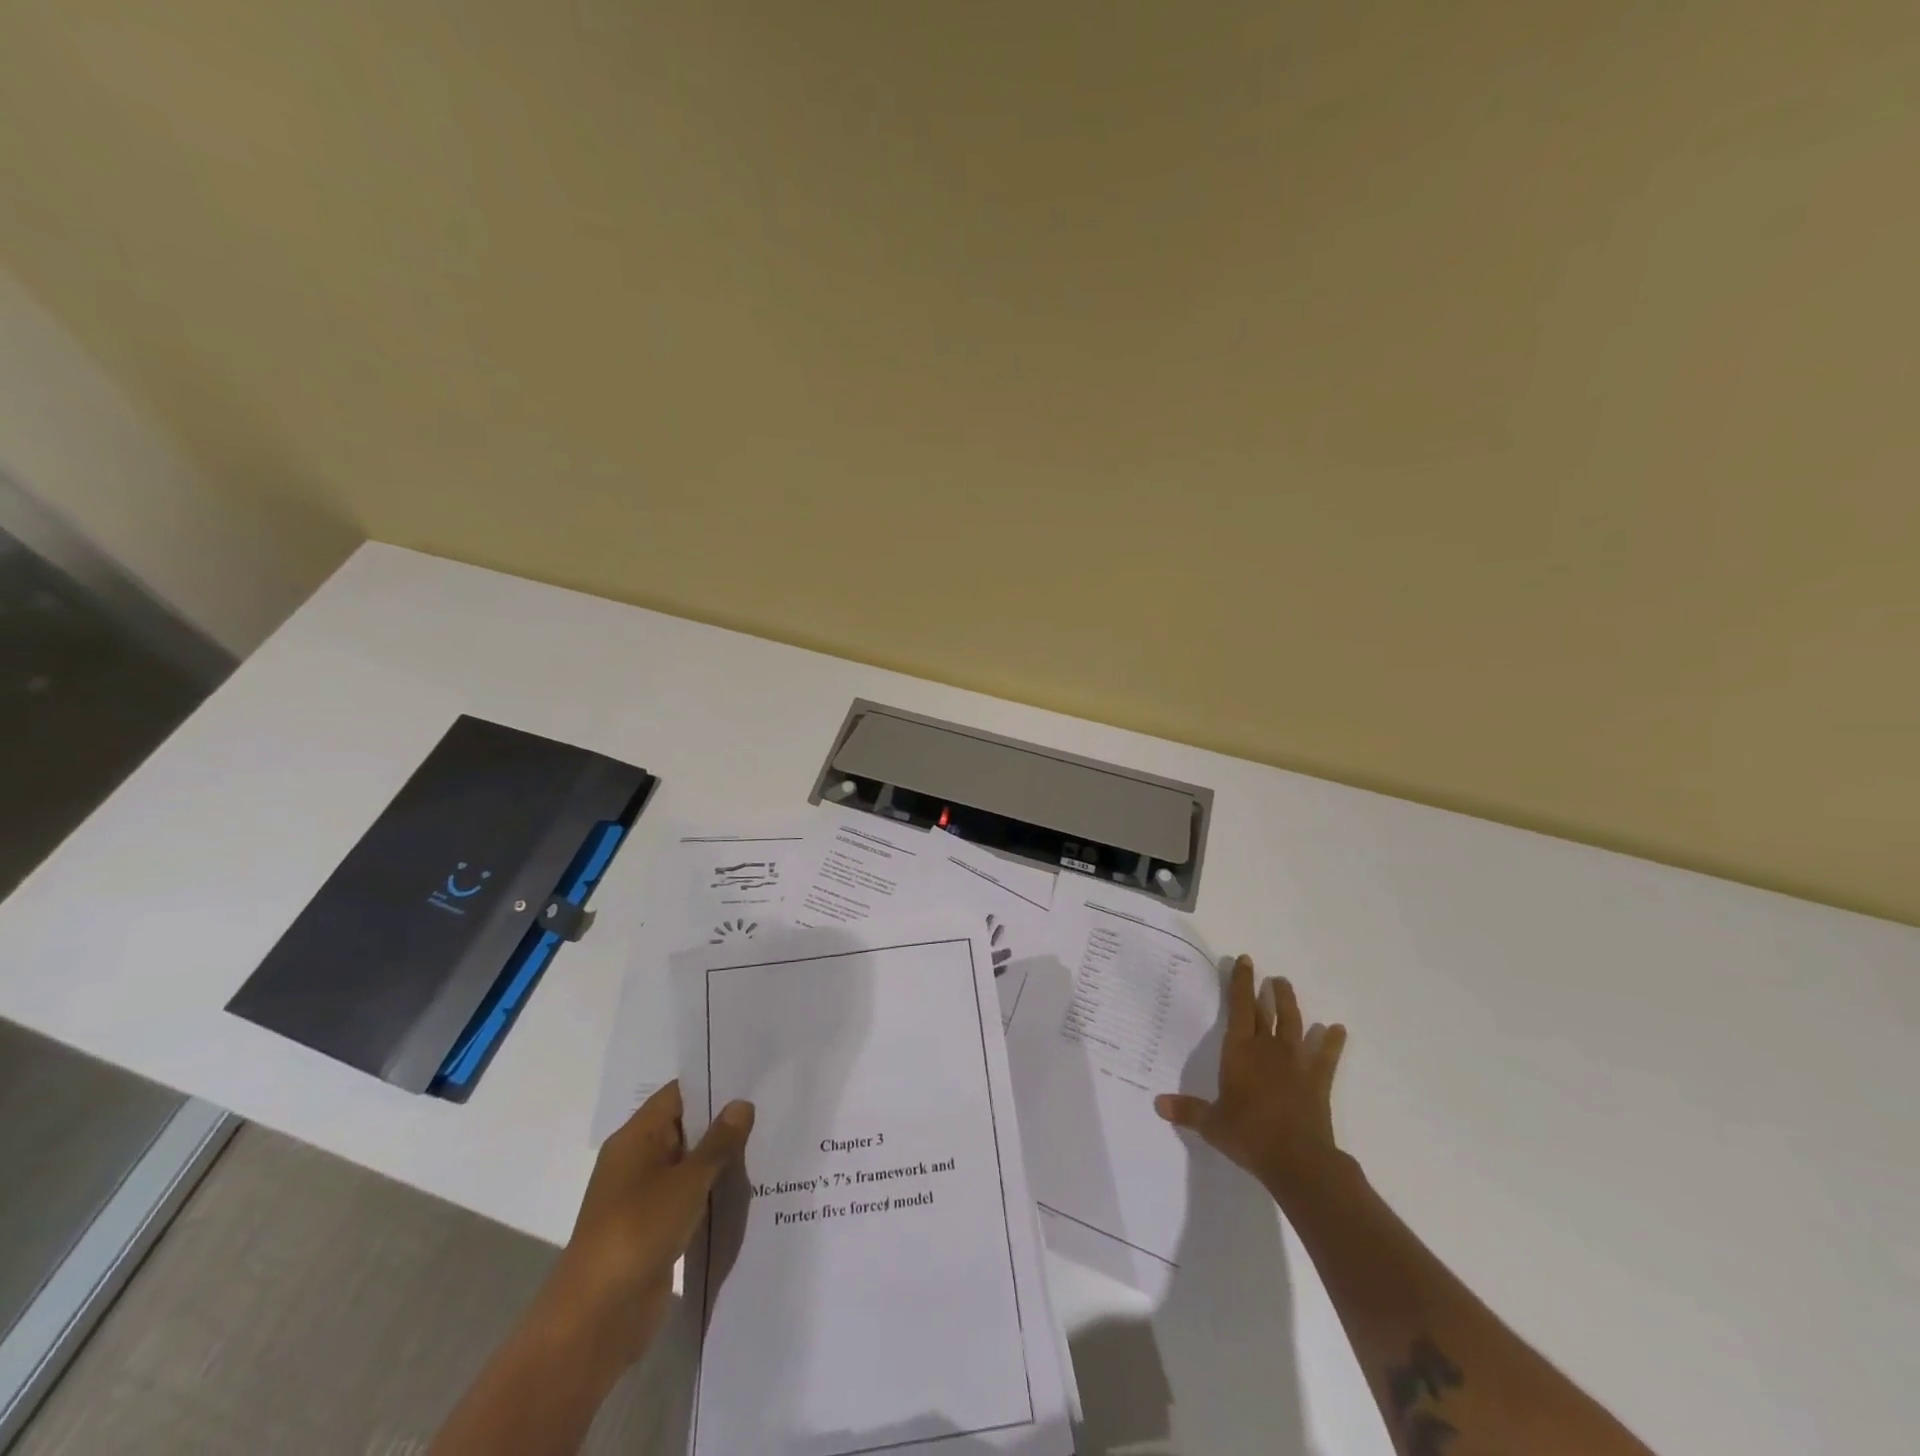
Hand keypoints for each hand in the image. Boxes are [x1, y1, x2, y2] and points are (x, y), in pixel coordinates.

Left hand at [532, 1081, 754, 1375]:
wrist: (597, 1318)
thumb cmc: (638, 1232)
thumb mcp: (687, 1181)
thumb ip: (718, 1142)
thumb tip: (741, 1103)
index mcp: (635, 1138)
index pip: (678, 1095)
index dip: (712, 1084)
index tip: (753, 1078)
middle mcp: (637, 1161)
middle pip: (685, 1128)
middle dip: (723, 1122)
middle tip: (770, 1109)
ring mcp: (643, 1198)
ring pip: (689, 1166)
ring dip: (720, 1161)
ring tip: (768, 1145)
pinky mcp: (652, 1230)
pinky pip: (688, 1199)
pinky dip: (711, 1193)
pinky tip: (747, 1191)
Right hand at [1155, 954, 1346, 1193]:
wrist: (1298, 1160)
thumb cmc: (1249, 1135)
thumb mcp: (1212, 1124)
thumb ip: (1187, 1110)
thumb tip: (1157, 1104)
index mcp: (1239, 1051)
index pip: (1239, 1008)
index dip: (1241, 983)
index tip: (1245, 961)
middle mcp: (1267, 1049)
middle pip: (1266, 1012)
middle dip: (1265, 991)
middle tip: (1267, 974)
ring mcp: (1296, 1063)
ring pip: (1294, 1025)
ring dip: (1290, 1004)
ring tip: (1286, 986)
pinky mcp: (1317, 1081)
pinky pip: (1326, 1056)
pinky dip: (1332, 1042)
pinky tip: (1337, 1029)